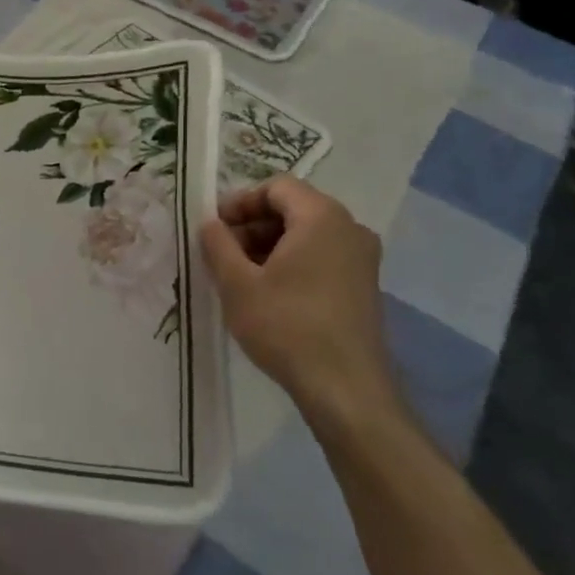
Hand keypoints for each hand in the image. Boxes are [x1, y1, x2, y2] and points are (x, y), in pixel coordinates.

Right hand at [201, 176, 401, 431]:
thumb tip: (210, 223)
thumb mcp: (236, 284)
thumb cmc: (286, 326)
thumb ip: (217, 244)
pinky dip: (293, 263)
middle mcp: (350, 228)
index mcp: (321, 217)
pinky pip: (322, 256)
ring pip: (307, 234)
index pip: (277, 186)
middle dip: (253, 226)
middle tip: (224, 255)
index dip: (241, 202)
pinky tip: (270, 294)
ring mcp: (362, 258)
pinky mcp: (364, 285)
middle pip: (293, 207)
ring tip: (242, 278)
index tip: (216, 230)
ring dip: (270, 246)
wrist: (345, 387)